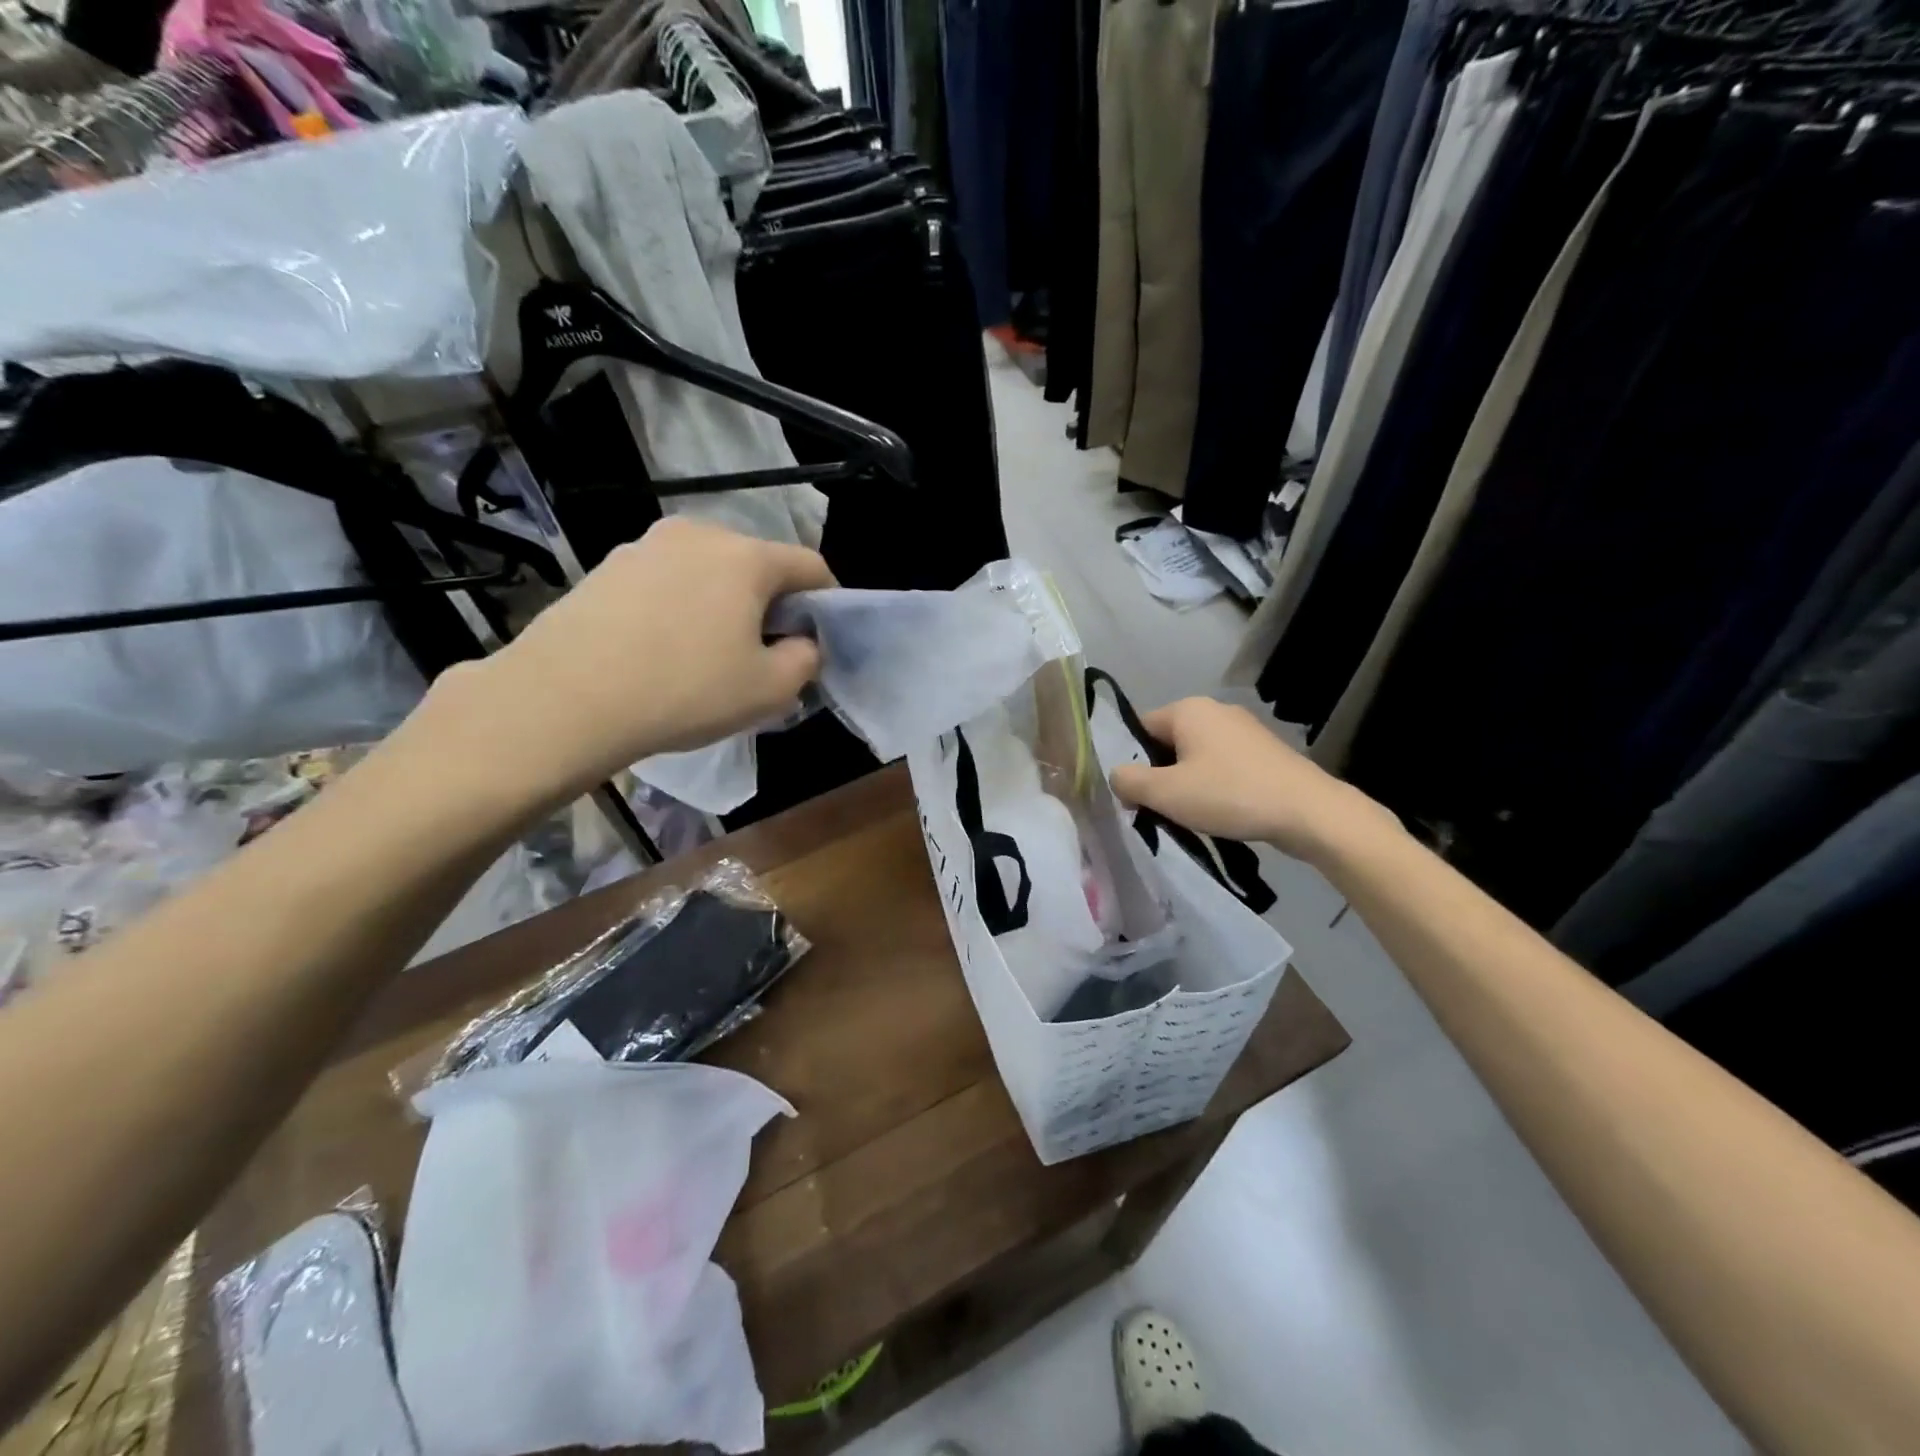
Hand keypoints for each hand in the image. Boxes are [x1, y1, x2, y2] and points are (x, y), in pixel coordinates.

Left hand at [409, 518, 834, 810]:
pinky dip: (681, 608)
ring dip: (724, 605)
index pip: (810, 565)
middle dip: (771, 605)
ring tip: (708, 655)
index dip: (826, 602)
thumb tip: (802, 642)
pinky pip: (667, 582)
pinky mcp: (607, 566)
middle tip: (762, 654)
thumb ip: (807, 659)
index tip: (817, 640)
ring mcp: (646, 545)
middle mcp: (698, 534)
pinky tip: (663, 650)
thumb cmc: (685, 690)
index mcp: (746, 556)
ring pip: (709, 573)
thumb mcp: (770, 690)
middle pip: (757, 565)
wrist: (565, 698)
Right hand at [1108, 697, 1400, 864]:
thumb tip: (1117, 777)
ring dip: (1186, 784)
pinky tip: (1221, 812)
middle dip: (1159, 775)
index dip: (1131, 763)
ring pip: (1196, 756)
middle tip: (1159, 810)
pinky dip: (1214, 786)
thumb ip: (1128, 781)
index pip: (1140, 729)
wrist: (1308, 812)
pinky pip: (1223, 765)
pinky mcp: (1264, 752)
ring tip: (1190, 815)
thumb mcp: (1165, 793)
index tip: (1134, 796)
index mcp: (1188, 709)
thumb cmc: (1229, 795)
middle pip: (1168, 743)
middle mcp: (1215, 710)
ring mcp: (1244, 730)